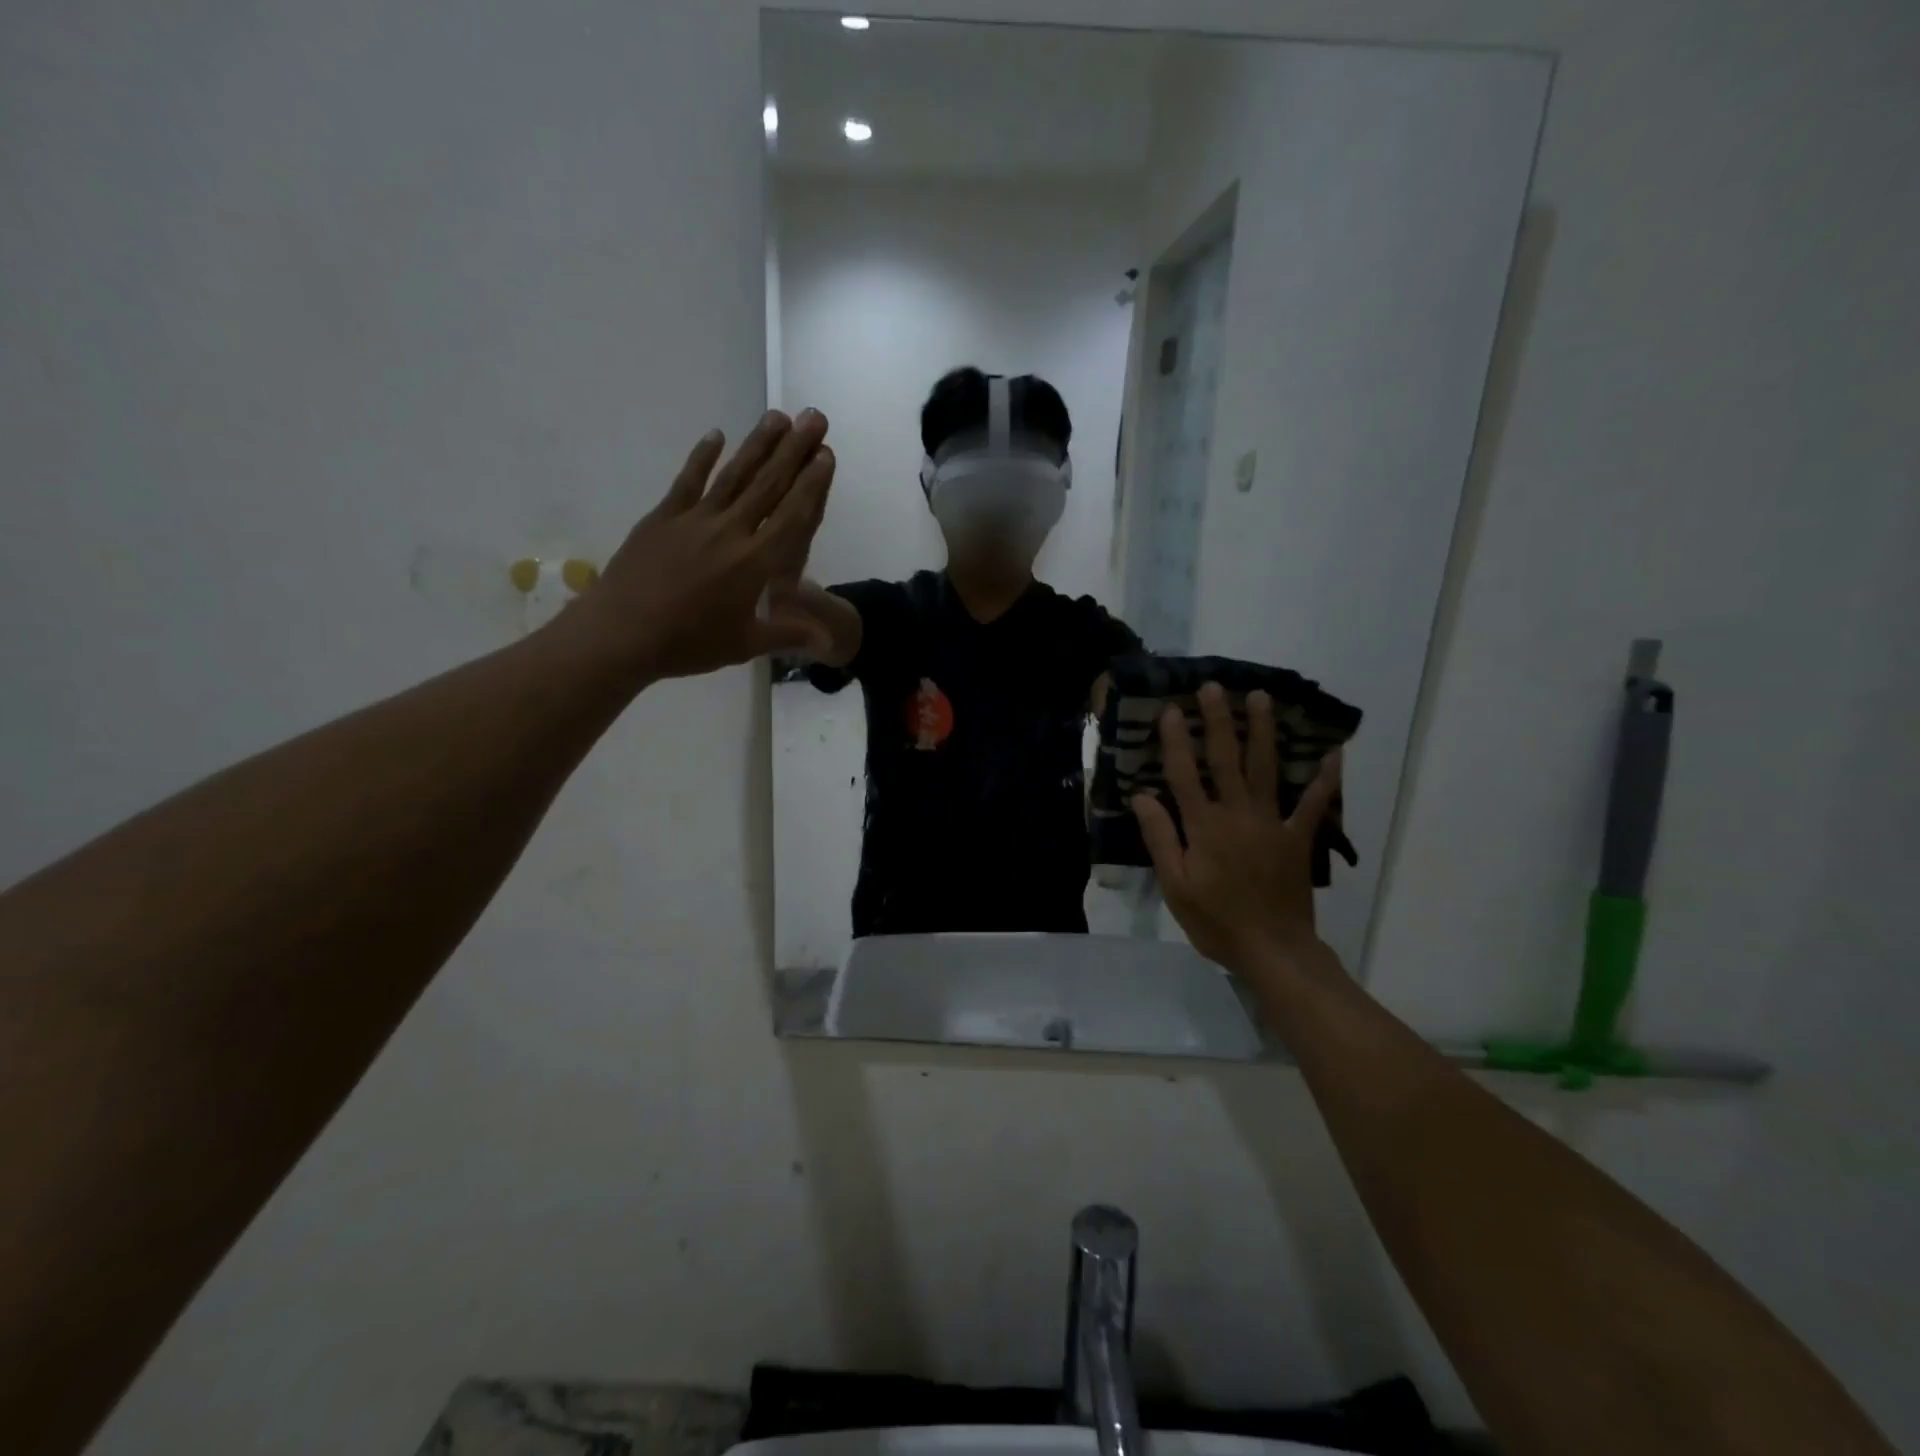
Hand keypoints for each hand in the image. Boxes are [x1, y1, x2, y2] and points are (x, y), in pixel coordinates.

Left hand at [559, 409, 836, 683]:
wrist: (621, 634)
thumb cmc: (688, 643)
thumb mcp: (745, 644)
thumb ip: (788, 633)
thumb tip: (828, 637)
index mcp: (754, 562)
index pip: (791, 515)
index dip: (811, 483)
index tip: (825, 454)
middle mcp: (730, 531)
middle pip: (768, 484)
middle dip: (794, 449)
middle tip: (813, 417)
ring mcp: (694, 519)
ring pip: (733, 475)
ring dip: (757, 444)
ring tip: (777, 416)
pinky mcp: (663, 517)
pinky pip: (687, 480)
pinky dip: (702, 457)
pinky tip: (716, 435)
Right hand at [1132, 682, 1343, 980]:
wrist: (1272, 950)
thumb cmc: (1215, 920)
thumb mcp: (1175, 885)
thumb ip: (1160, 837)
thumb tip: (1144, 795)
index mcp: (1204, 827)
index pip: (1185, 774)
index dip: (1177, 741)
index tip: (1173, 709)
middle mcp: (1238, 815)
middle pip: (1227, 760)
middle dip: (1220, 721)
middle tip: (1215, 687)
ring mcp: (1272, 824)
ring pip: (1266, 769)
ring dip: (1263, 731)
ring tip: (1262, 697)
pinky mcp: (1298, 839)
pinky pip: (1313, 804)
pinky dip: (1325, 779)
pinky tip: (1333, 753)